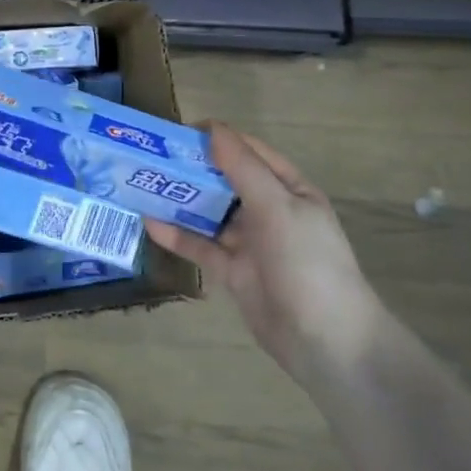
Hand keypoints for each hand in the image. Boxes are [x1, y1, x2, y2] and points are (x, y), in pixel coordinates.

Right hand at [146, 123, 382, 379]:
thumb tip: (213, 128)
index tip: (177, 133)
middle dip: (192, 168)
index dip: (217, 138)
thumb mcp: (278, 207)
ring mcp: (250, 243)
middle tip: (151, 157)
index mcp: (288, 189)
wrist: (328, 342)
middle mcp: (269, 211)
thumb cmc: (308, 262)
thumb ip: (243, 169)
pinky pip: (202, 246)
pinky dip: (177, 235)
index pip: (249, 152)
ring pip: (210, 213)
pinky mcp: (234, 272)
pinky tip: (149, 222)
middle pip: (225, 181)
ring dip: (180, 200)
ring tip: (142, 184)